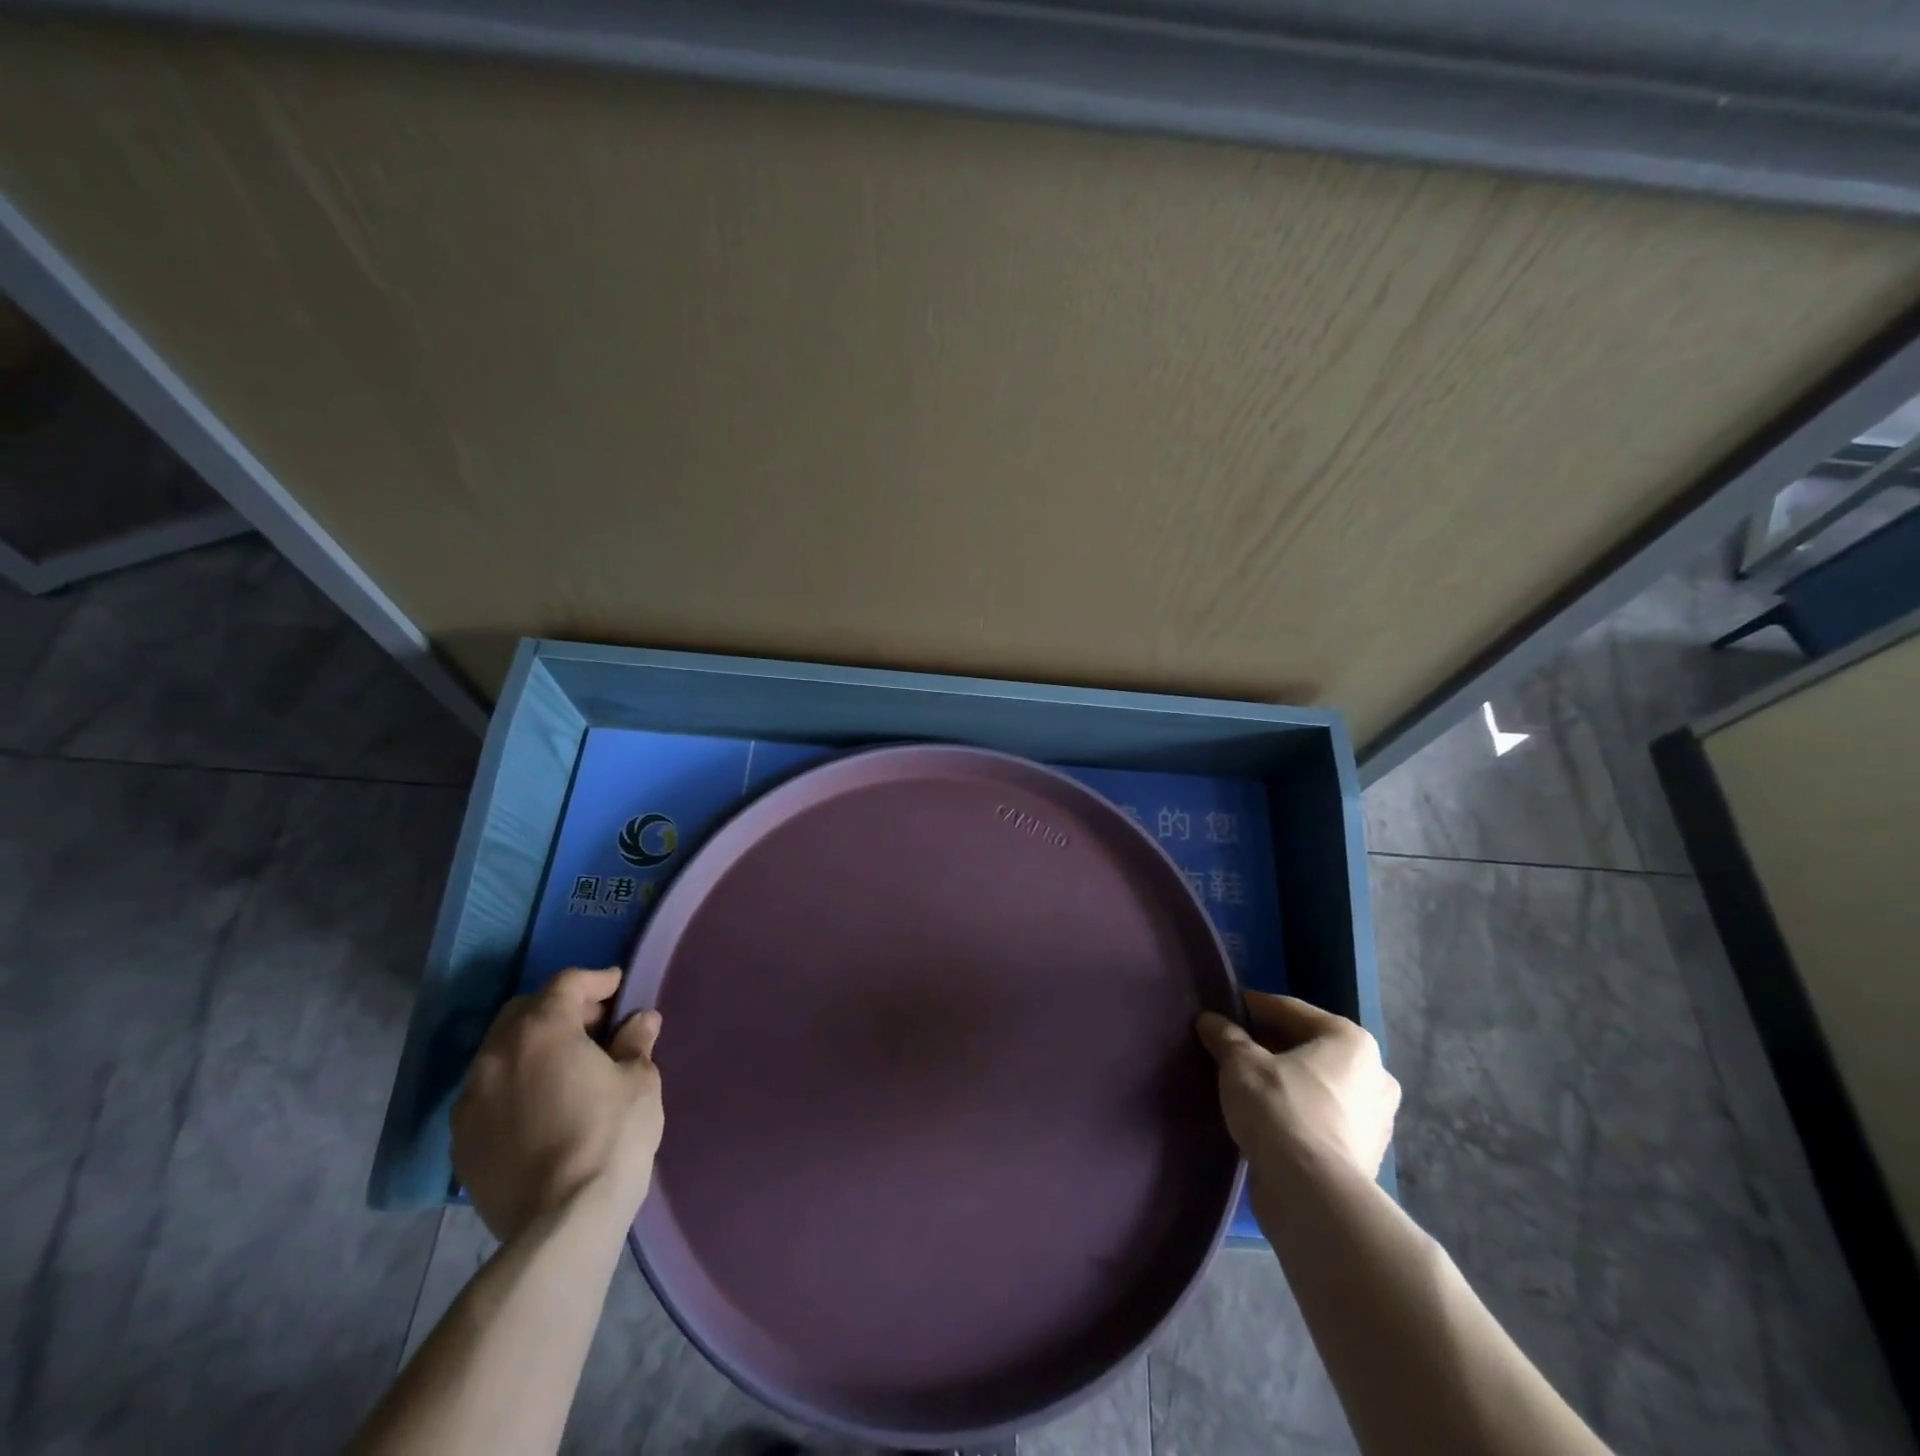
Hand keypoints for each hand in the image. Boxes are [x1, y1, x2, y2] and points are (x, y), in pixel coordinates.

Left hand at [452, 968, 663, 1242]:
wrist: (562, 1223)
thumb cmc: (611, 1136)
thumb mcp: (639, 1080)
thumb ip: (635, 1042)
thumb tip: (640, 1020)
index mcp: (541, 1030)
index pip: (566, 983)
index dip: (597, 981)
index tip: (619, 988)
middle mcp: (495, 1055)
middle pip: (524, 1011)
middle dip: (560, 1009)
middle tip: (595, 1027)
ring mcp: (470, 1101)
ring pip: (500, 1052)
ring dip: (533, 1047)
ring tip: (566, 1067)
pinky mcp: (461, 1142)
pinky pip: (487, 1094)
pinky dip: (513, 1085)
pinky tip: (540, 1106)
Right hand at [1196, 992, 1397, 1191]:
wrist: (1312, 1194)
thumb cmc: (1280, 1108)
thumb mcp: (1241, 1063)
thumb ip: (1226, 1036)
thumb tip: (1210, 1020)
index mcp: (1351, 1041)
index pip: (1290, 1010)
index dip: (1253, 1007)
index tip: (1225, 1010)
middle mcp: (1374, 1074)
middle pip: (1308, 1047)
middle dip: (1270, 1046)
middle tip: (1232, 1047)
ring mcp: (1375, 1119)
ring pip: (1317, 1084)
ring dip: (1285, 1080)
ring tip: (1245, 1083)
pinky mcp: (1365, 1155)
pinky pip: (1322, 1117)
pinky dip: (1296, 1111)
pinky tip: (1266, 1116)